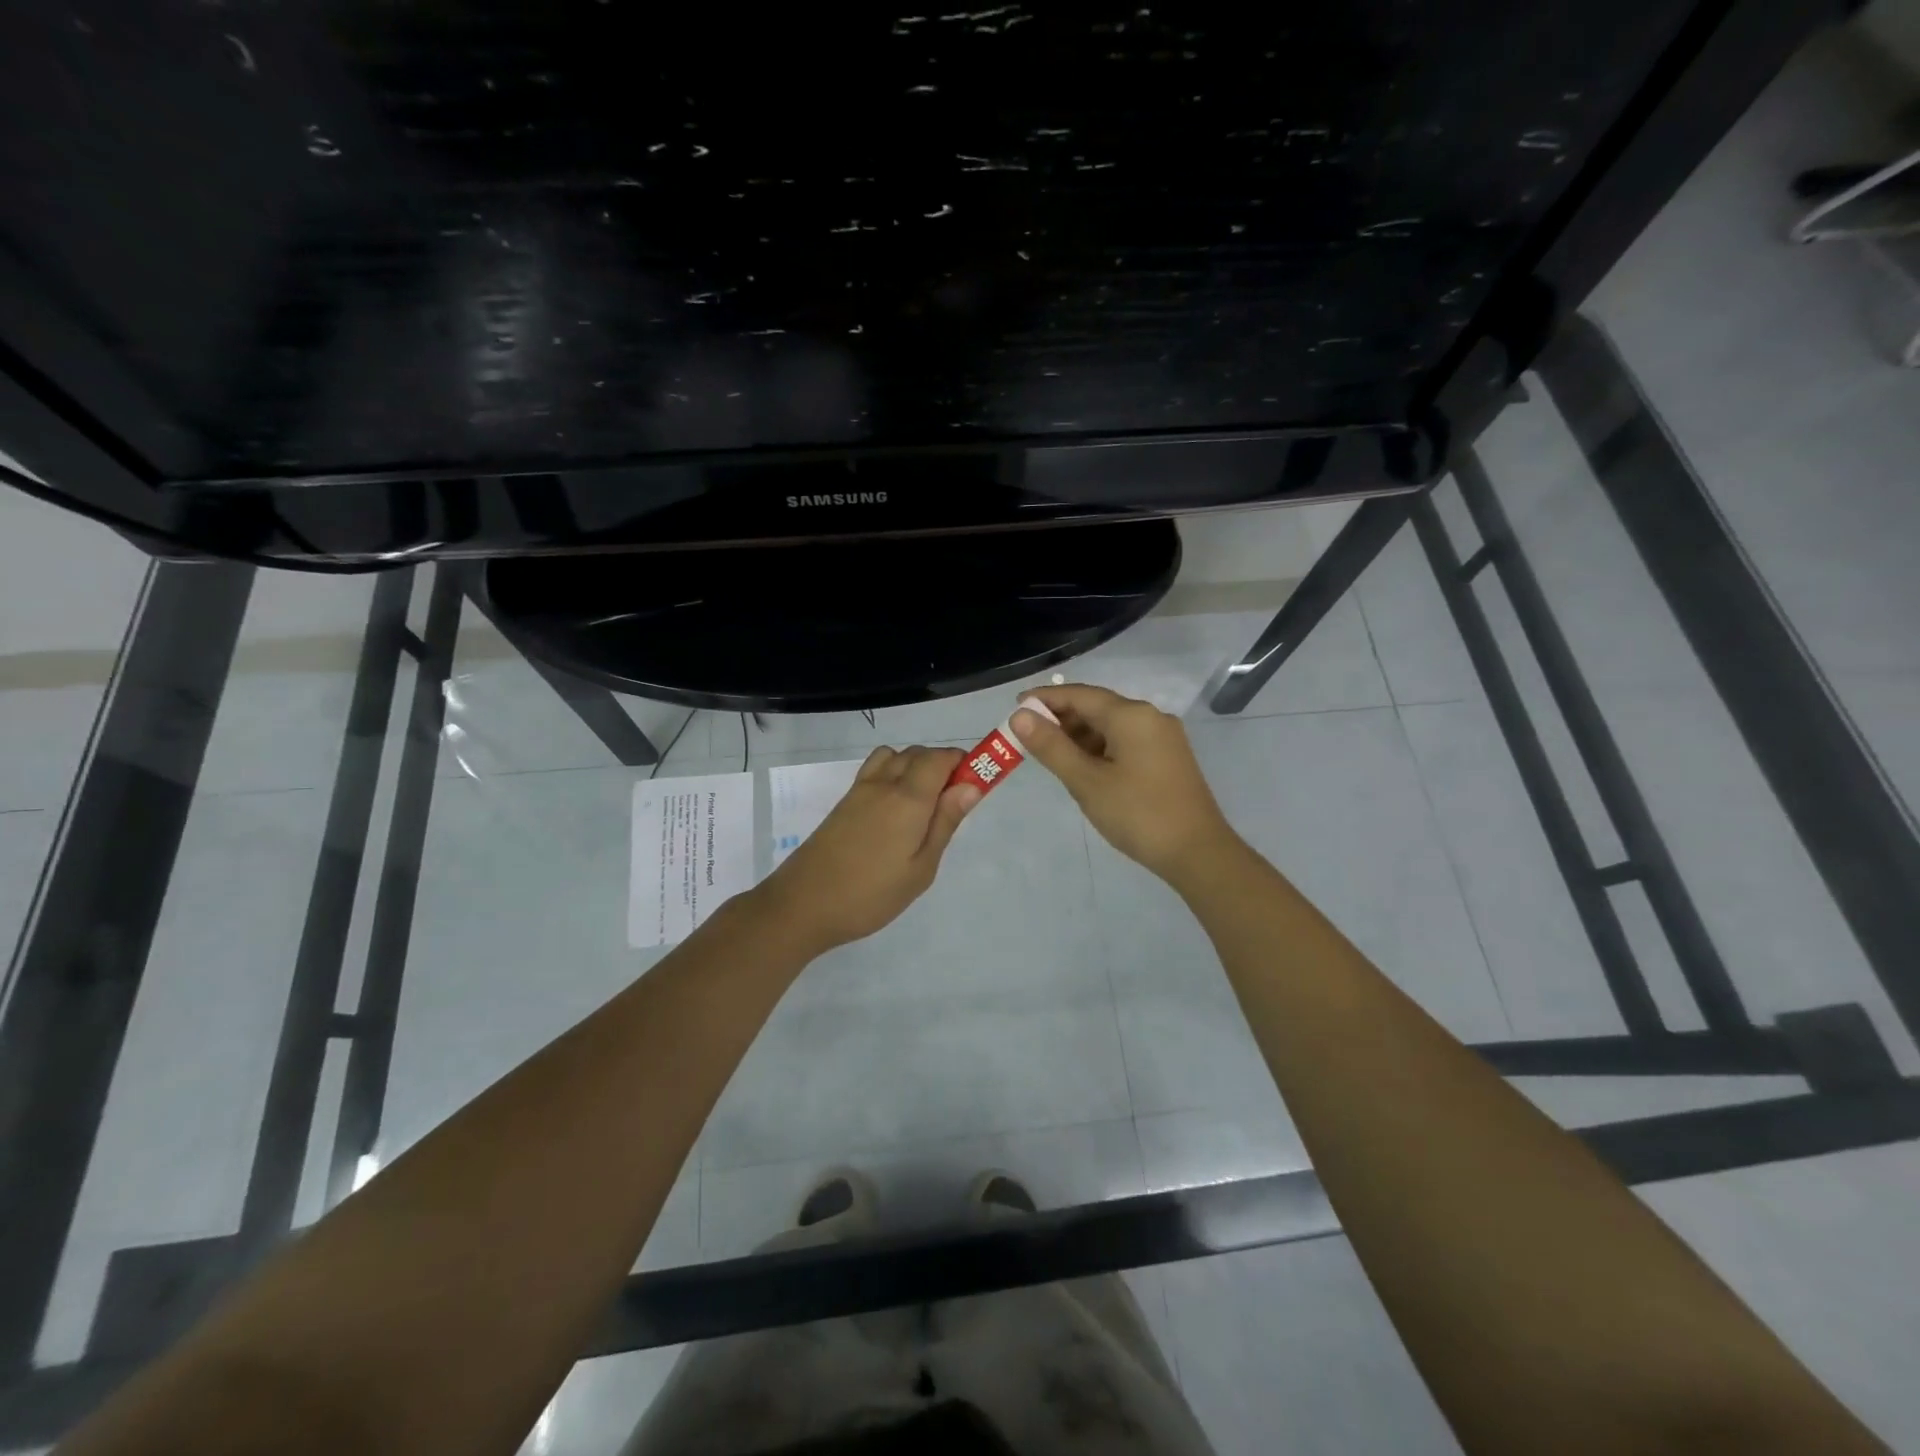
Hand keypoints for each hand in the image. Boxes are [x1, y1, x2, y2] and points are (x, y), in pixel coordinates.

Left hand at [755, 745, 979, 954]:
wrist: (803, 904)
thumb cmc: (871, 895)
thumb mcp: (921, 868)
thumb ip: (945, 822)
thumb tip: (970, 785)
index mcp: (909, 798)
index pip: (941, 757)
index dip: (963, 762)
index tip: (976, 785)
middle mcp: (884, 783)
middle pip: (919, 753)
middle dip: (942, 765)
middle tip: (952, 805)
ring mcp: (860, 789)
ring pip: (896, 757)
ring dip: (916, 766)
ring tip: (923, 806)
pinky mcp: (844, 801)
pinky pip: (876, 769)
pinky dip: (893, 773)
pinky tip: (894, 809)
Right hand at [1011, 684, 1239, 883]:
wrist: (1198, 853)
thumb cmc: (1138, 814)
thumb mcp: (1086, 782)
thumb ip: (1051, 747)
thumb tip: (1020, 715)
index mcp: (1131, 715)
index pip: (1079, 695)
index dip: (1045, 699)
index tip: (1016, 707)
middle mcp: (1150, 716)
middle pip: (1097, 707)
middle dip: (1061, 718)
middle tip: (1028, 737)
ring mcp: (1163, 737)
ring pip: (1112, 725)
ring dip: (1080, 735)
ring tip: (1051, 755)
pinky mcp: (1169, 757)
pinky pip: (1126, 740)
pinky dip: (1100, 747)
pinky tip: (1085, 767)